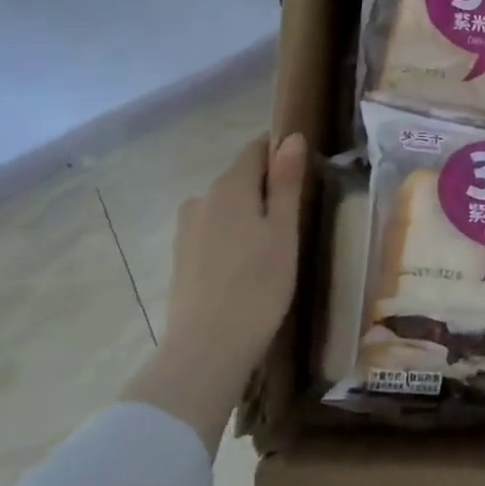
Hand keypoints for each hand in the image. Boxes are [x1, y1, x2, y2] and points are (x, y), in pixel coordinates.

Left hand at [120, 133, 307, 451]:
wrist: (207, 348)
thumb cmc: (258, 284)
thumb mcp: (283, 231)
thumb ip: (286, 182)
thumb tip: (290, 137)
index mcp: (229, 186)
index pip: (255, 150)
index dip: (280, 154)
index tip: (303, 175)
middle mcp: (201, 198)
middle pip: (239, 178)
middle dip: (266, 189)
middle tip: (296, 219)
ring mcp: (186, 229)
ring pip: (226, 207)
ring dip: (248, 216)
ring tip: (273, 248)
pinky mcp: (180, 257)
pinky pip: (213, 232)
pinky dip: (232, 238)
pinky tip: (246, 267)